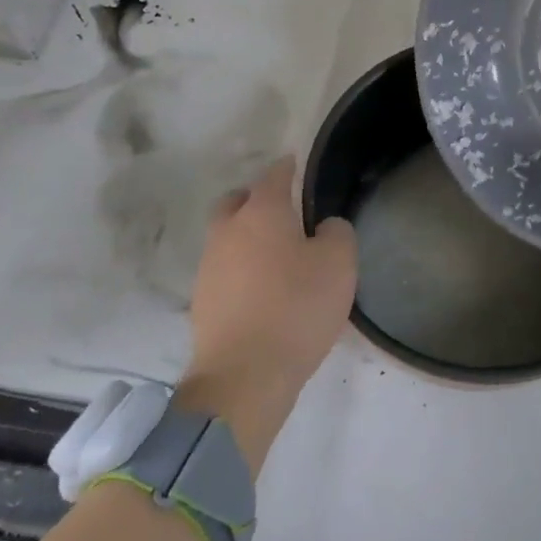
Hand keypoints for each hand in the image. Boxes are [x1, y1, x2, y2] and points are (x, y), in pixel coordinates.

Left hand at [177, 156, 356, 473]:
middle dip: (255, 199)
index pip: (274, 175)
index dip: (287, 167)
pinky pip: (223, 271)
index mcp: (261, 212)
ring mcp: (209, 267)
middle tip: (282, 211)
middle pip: (237, 202)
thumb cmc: (297, 308)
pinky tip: (261, 288)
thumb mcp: (339, 263)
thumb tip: (323, 227)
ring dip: (246, 237)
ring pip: (226, 237)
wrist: (243, 376)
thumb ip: (336, 232)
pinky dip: (240, 269)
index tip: (295, 164)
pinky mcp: (202, 302)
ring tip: (275, 254)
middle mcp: (227, 231)